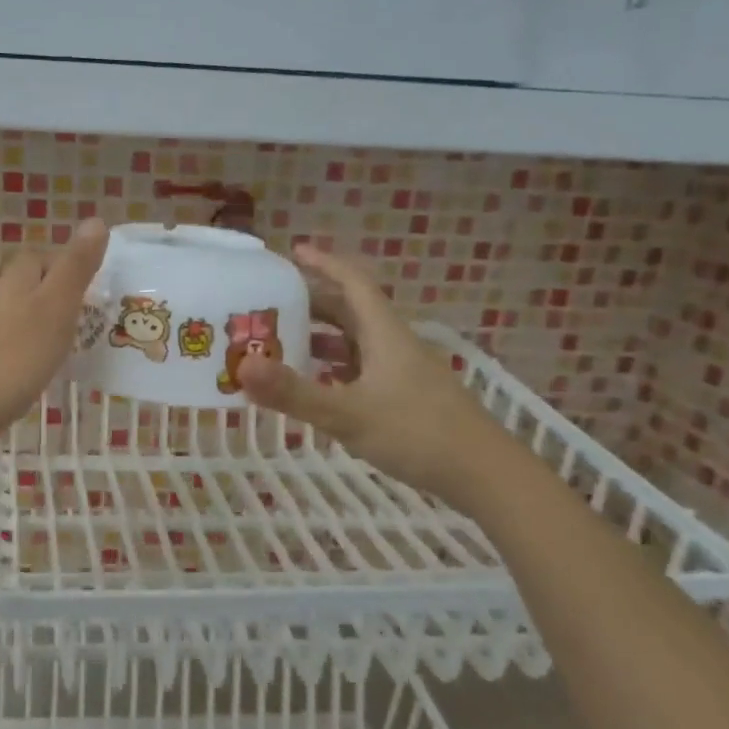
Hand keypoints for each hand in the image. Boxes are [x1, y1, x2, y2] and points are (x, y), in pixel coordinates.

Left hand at [0, 217, 108, 472]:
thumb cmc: (13, 361)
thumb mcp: (55, 311)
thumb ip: (75, 268)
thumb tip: (96, 220)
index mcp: (13, 276)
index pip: (42, 256)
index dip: (65, 268)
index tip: (87, 295)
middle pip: (15, 275)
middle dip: (40, 287)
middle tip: (69, 318)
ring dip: (19, 313)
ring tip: (43, 339)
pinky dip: (2, 341)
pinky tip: (13, 364)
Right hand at [237, 246, 507, 512]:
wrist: (485, 475)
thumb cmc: (418, 434)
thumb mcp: (348, 414)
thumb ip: (294, 392)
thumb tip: (242, 366)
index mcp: (384, 334)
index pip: (353, 283)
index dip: (324, 264)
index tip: (293, 252)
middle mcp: (394, 345)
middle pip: (351, 311)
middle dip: (312, 304)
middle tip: (272, 305)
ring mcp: (403, 373)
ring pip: (356, 343)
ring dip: (322, 338)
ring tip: (283, 344)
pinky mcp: (407, 398)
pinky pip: (362, 370)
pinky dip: (335, 369)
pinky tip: (318, 387)